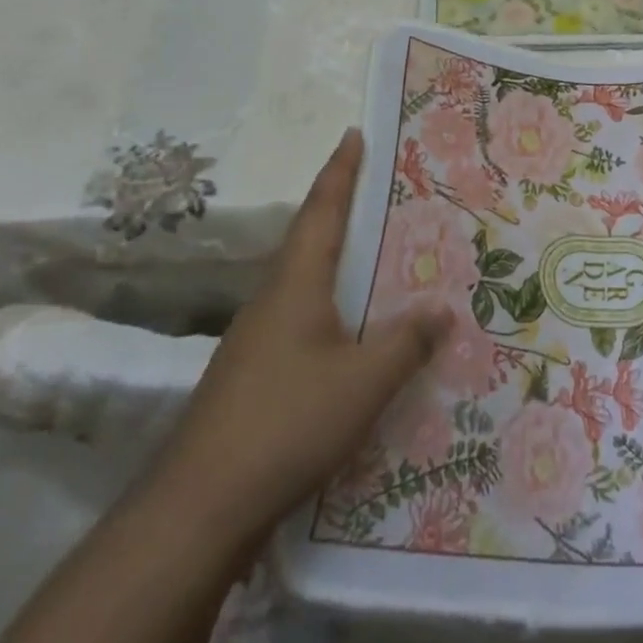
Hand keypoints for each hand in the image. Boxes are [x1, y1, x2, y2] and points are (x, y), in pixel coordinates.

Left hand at [153, 129, 450, 549]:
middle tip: (383, 191)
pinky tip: (355, 332)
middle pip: (311, 239)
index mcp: (295, 284)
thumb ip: (407, 342)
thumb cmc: (286, 423)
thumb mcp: (364, 382)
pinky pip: (302, 320)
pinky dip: (332, 307)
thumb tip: (444, 308)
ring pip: (306, 282)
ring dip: (339, 261)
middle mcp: (272, 299)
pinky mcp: (253, 374)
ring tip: (380, 255)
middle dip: (343, 210)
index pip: (321, 210)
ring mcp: (257, 339)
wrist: (198, 507)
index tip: (353, 134)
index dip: (340, 171)